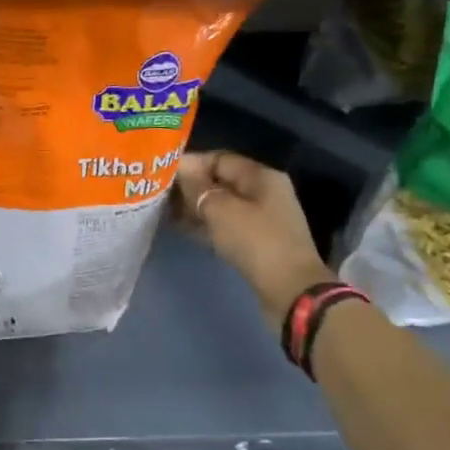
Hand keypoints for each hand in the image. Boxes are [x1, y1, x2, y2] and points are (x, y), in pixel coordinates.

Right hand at [174, 151, 329, 328]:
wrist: (290, 291)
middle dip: (190, 186)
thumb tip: (180, 168)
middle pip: (220, 181)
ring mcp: (262, 219)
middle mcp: (264, 192)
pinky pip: (225, 225)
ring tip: (163, 210)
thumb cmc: (255, 241)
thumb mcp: (220, 209)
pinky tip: (181, 228)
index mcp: (261, 176)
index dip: (190, 163)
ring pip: (221, 205)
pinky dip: (205, 224)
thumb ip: (197, 186)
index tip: (162, 173)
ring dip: (194, 207)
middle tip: (158, 193)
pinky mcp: (257, 242)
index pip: (219, 159)